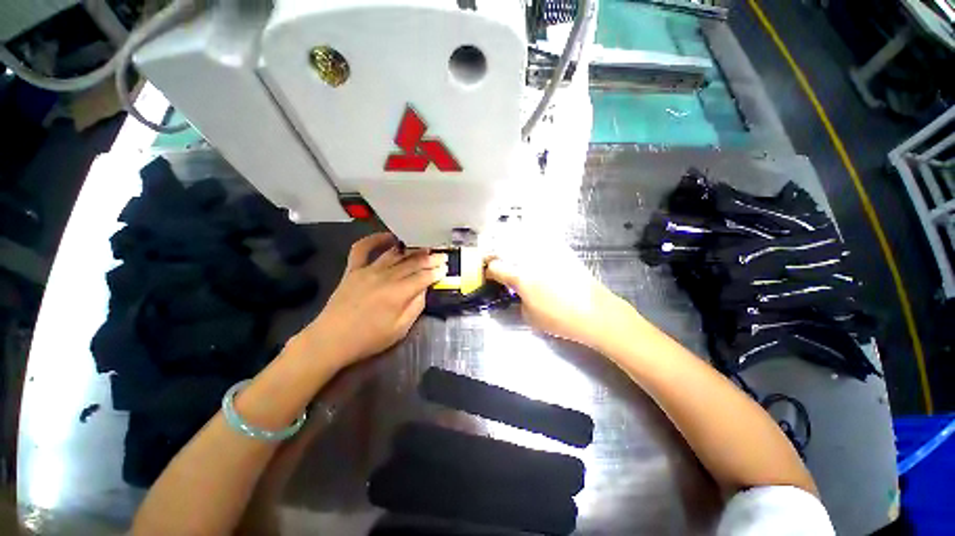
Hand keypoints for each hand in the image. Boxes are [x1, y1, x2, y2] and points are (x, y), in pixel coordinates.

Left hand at [297, 233, 447, 366]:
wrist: (331, 340)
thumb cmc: (368, 339)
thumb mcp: (400, 330)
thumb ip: (416, 307)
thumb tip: (425, 289)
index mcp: (398, 293)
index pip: (423, 277)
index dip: (436, 272)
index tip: (446, 268)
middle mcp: (385, 277)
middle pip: (412, 263)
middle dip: (430, 259)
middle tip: (442, 255)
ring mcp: (367, 270)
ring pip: (394, 254)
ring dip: (412, 249)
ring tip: (424, 247)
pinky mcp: (353, 270)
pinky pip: (362, 249)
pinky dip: (375, 239)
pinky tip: (389, 237)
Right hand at [485, 241, 629, 349]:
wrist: (595, 312)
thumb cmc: (559, 319)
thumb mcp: (529, 316)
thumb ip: (517, 300)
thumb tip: (516, 291)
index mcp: (519, 277)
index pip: (494, 267)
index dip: (488, 271)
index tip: (489, 276)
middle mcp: (530, 259)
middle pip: (503, 247)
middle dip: (495, 254)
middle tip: (495, 261)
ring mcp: (546, 252)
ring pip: (520, 238)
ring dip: (509, 244)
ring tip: (509, 253)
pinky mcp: (560, 250)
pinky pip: (539, 239)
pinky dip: (529, 241)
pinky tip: (530, 249)